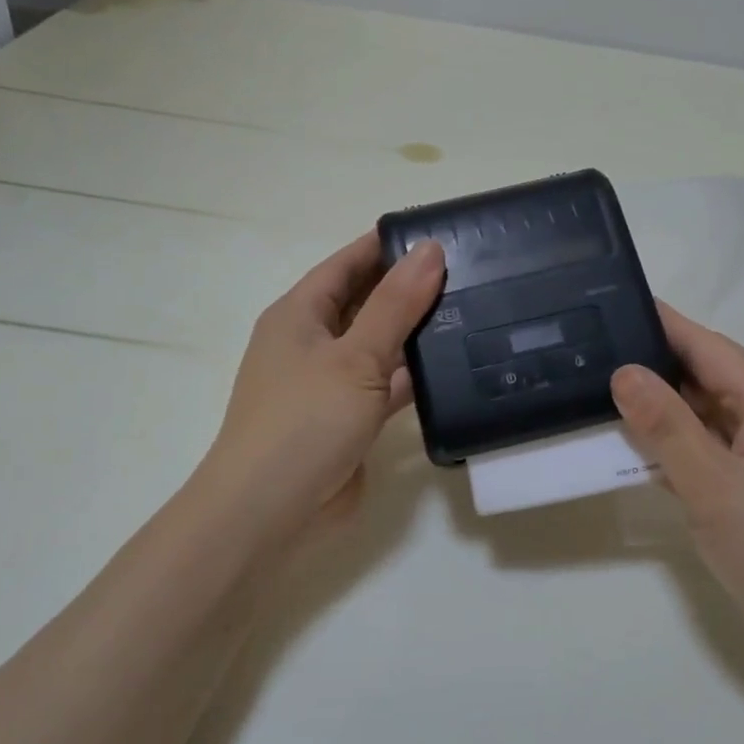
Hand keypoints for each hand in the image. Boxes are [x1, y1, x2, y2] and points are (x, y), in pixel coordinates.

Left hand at [201, 233, 445, 544]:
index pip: (347, 263)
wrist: (270, 510)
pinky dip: (414, 377)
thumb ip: (396, 305)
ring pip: (379, 345)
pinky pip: (386, 385)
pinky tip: (456, 367)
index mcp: (299, 314)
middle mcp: (312, 342)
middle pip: (365, 302)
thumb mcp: (355, 357)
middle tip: (469, 271)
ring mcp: (330, 383)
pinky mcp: (349, 418)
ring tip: (473, 311)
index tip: (438, 233)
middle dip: (409, 287)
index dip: (387, 246)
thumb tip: (430, 249)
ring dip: (416, 333)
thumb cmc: (304, 421)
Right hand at [610, 303, 743, 714]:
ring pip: (707, 421)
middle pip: (708, 380)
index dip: (662, 324)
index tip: (611, 300)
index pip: (709, 347)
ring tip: (597, 394)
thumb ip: (667, 427)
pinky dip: (676, 451)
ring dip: (661, 413)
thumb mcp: (716, 487)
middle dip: (652, 368)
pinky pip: (712, 457)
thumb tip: (624, 372)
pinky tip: (635, 451)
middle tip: (589, 353)